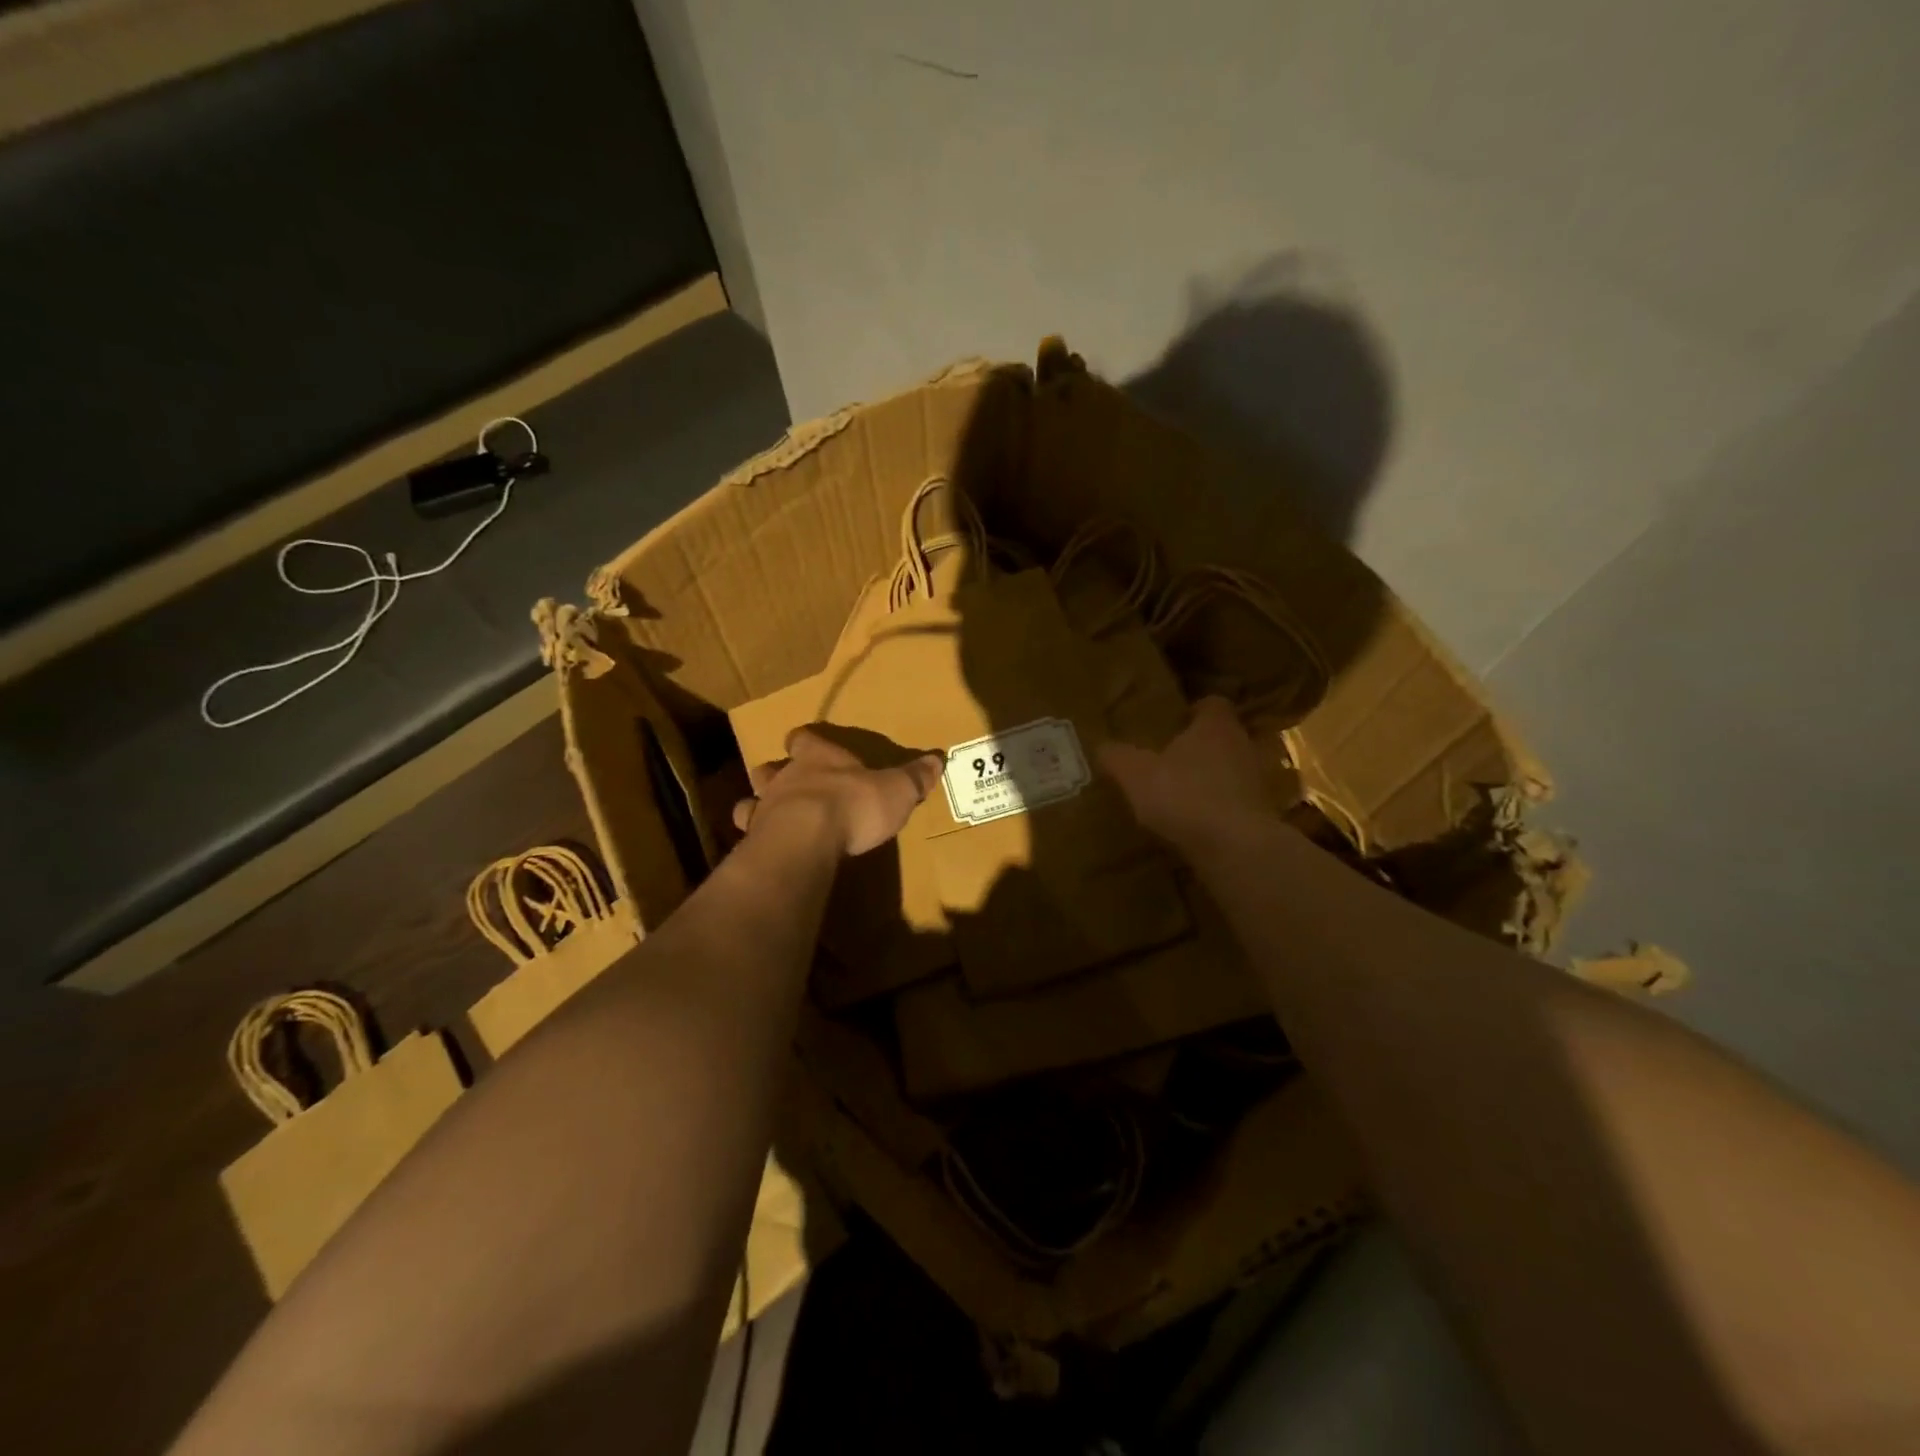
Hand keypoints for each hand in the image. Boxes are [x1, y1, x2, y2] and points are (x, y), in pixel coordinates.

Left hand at [734, 728, 943, 856]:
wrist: (807, 838)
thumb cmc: (853, 804)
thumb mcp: (896, 790)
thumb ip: (914, 776)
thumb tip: (939, 759)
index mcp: (817, 757)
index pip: (803, 739)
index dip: (805, 742)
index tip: (805, 743)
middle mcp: (786, 777)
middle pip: (770, 769)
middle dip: (776, 774)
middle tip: (788, 785)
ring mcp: (764, 809)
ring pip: (750, 801)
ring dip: (759, 807)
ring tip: (771, 819)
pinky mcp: (754, 841)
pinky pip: (749, 837)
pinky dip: (755, 842)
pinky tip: (765, 851)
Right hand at [1099, 697, 1276, 852]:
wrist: (1236, 847)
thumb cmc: (1184, 796)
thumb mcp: (1135, 774)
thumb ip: (1117, 757)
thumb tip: (1102, 747)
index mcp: (1215, 727)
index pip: (1213, 704)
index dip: (1195, 710)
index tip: (1175, 722)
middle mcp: (1243, 746)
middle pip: (1223, 737)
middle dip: (1200, 746)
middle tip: (1171, 759)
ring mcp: (1258, 782)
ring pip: (1232, 771)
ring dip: (1212, 779)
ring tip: (1182, 794)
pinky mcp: (1262, 816)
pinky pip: (1237, 804)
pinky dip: (1220, 810)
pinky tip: (1196, 825)